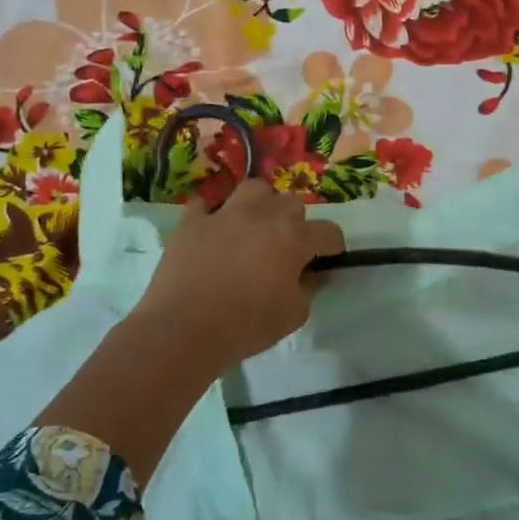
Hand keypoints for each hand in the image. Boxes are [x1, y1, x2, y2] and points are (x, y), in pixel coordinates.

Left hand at [133, 179, 345, 368]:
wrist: (184, 329)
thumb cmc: (246, 325)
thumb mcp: (293, 316)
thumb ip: (310, 289)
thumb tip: (316, 274)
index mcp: (293, 238)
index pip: (328, 231)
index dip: (333, 246)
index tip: (329, 259)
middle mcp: (262, 216)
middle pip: (292, 203)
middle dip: (297, 223)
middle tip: (288, 248)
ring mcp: (224, 214)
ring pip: (254, 189)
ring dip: (261, 204)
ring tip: (255, 226)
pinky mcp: (192, 222)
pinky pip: (205, 205)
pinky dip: (212, 214)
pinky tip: (212, 230)